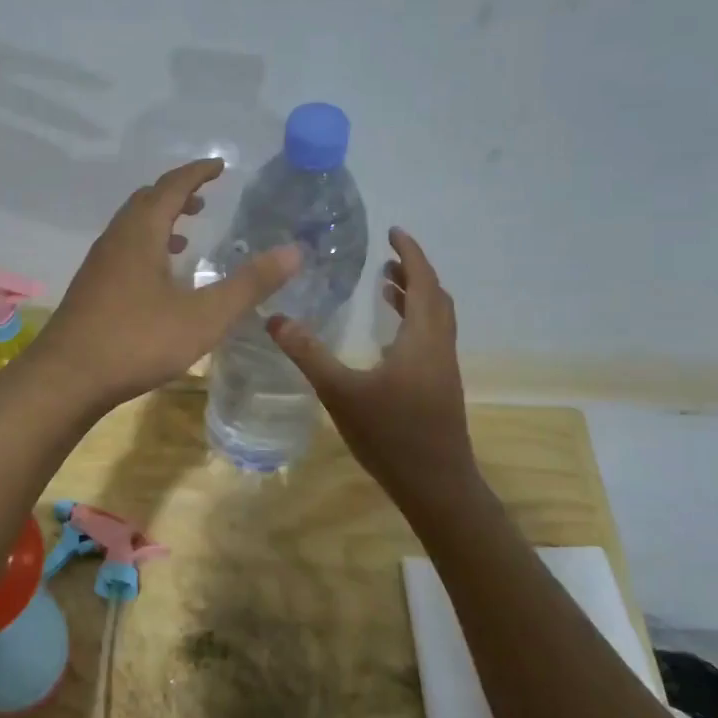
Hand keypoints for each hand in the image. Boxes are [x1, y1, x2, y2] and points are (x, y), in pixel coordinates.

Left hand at [27, 158, 300, 410]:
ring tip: (187, 234)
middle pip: (146, 201)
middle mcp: (115, 239)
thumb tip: (294, 251)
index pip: (171, 186)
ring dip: (159, 222)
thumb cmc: (137, 341)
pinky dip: (146, 247)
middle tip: (205, 198)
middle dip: (176, 194)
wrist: (66, 378)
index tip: (219, 166)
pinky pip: (122, 251)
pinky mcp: (90, 289)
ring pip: (130, 228)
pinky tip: (158, 279)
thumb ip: (249, 284)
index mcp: (140, 233)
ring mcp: (98, 265)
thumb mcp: (204, 316)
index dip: (197, 173)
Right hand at [268, 228, 490, 519]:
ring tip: (386, 286)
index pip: (423, 282)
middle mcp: (439, 347)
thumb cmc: (391, 434)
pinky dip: (414, 321)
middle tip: (386, 257)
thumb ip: (308, 354)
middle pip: (435, 297)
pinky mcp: (440, 388)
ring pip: (435, 319)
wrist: (436, 485)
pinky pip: (430, 338)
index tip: (395, 231)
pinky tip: (388, 339)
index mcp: (422, 339)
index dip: (411, 253)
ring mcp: (443, 369)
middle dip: (413, 272)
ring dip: (415, 297)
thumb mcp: (341, 392)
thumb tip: (275, 319)